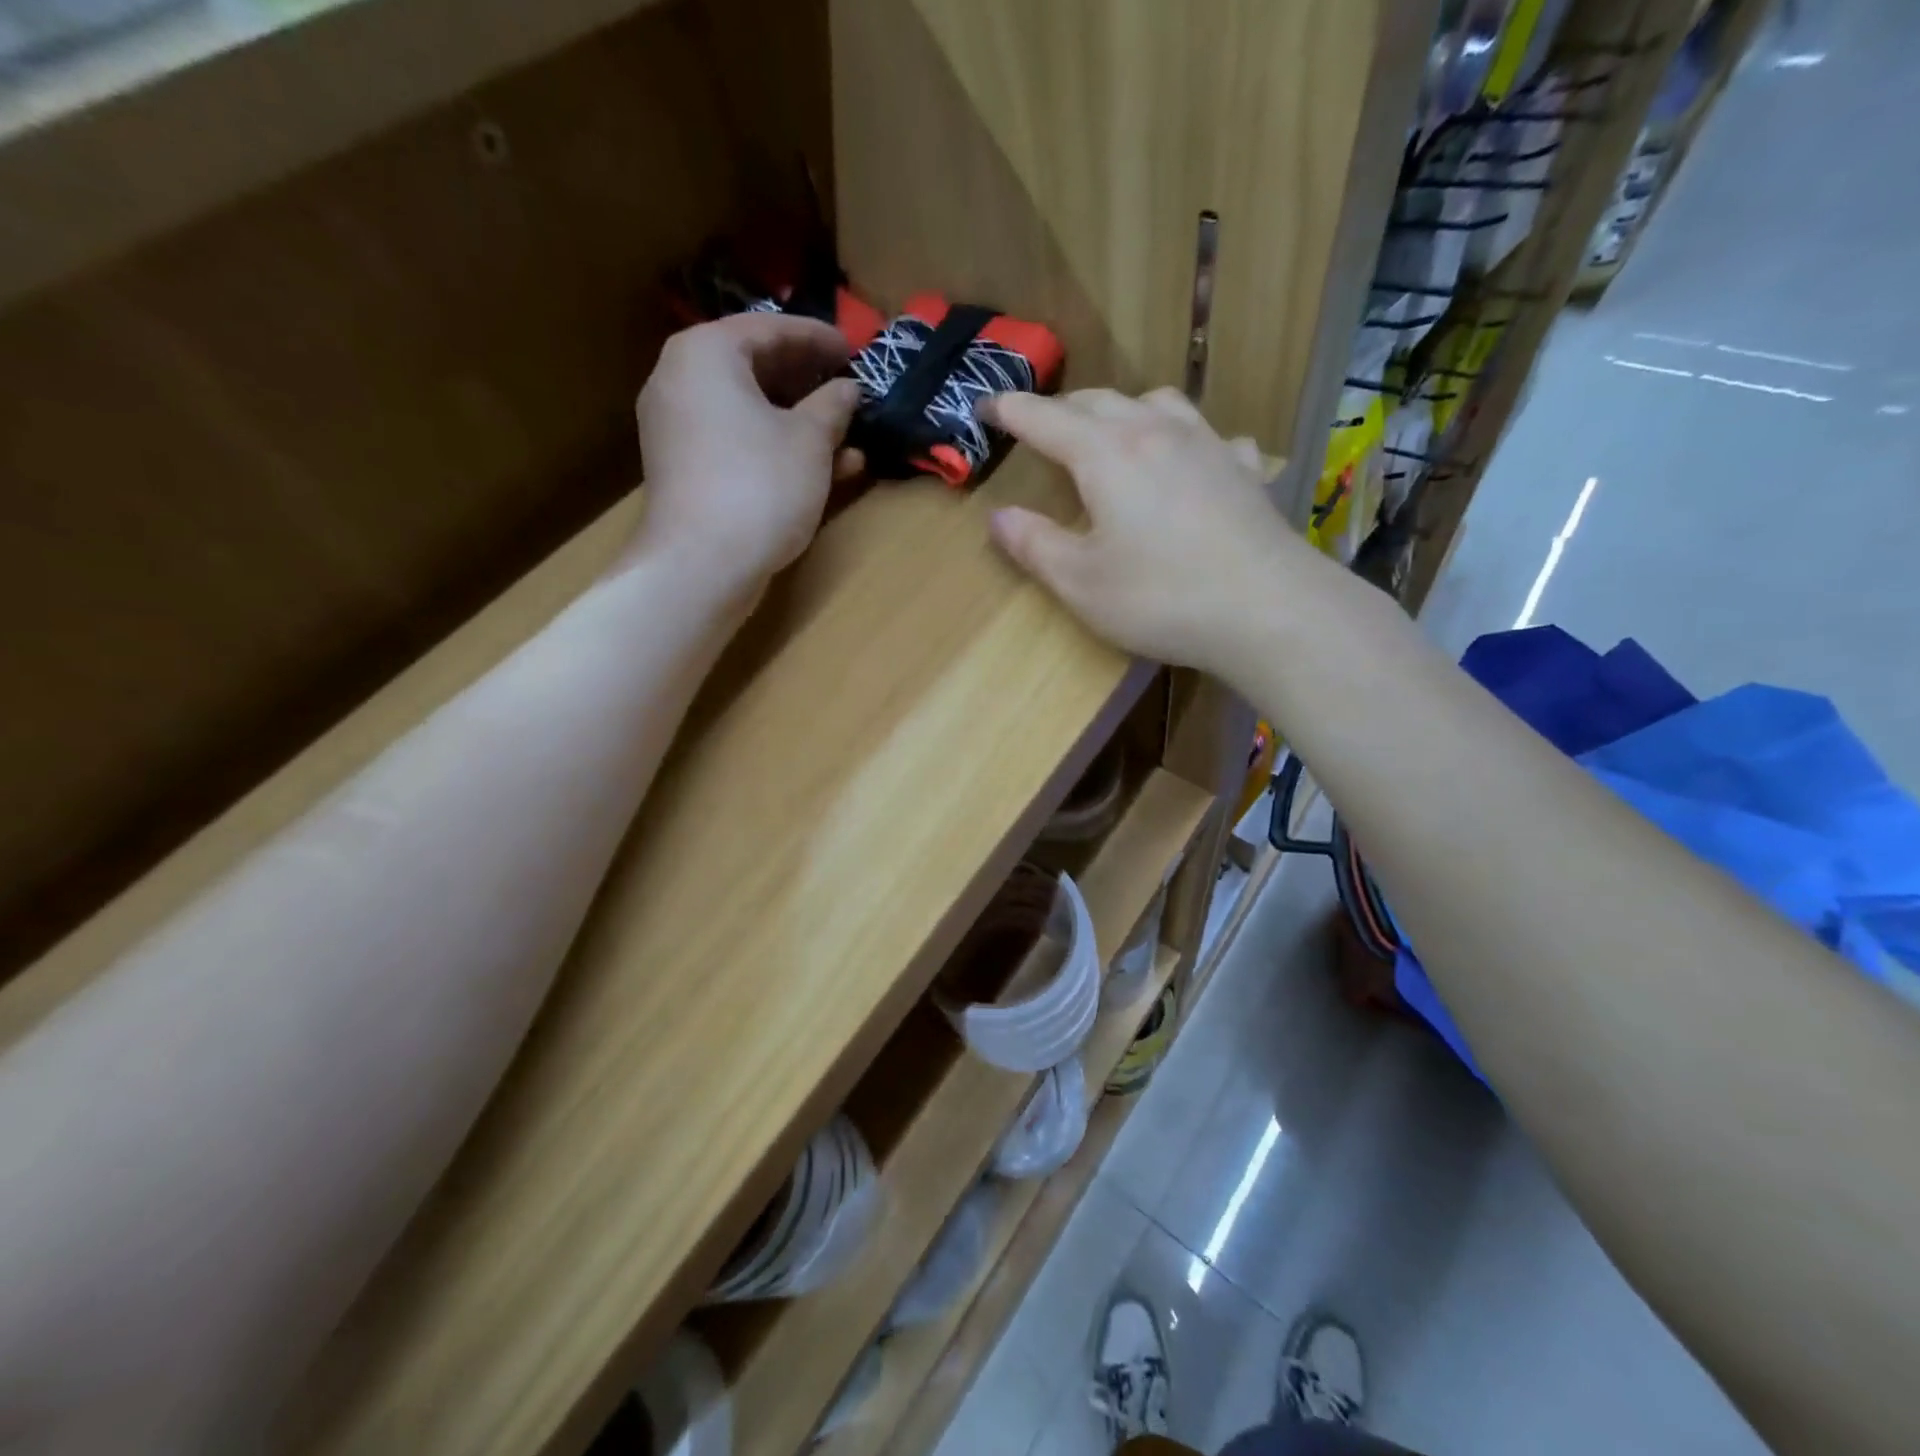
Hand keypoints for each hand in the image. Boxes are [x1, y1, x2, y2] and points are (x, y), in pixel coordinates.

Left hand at [630, 314, 863, 595]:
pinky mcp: (685, 470)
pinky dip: (775, 448)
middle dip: (808, 382)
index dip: (817, 338)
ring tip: (848, 436)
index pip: (769, 328)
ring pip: (749, 411)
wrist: (701, 565)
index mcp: (706, 354)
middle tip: (847, 387)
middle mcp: (681, 380)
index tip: (853, 348)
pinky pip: (737, 442)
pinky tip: (824, 469)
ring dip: (800, 423)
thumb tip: (848, 389)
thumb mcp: (809, 441)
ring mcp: (678, 429)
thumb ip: (832, 406)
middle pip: (754, 368)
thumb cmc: (760, 485)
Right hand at [980, 388, 1319, 674]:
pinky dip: (1186, 441)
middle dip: (1063, 410)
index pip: (1045, 419)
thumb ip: (1034, 545)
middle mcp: (1155, 433)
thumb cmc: (1160, 598)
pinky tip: (1191, 465)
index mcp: (1105, 454)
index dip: (1010, 410)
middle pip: (1099, 401)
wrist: (1267, 609)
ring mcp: (1208, 444)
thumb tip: (999, 517)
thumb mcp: (1080, 582)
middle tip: (1042, 429)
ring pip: (1158, 403)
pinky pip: (1209, 437)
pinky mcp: (1244, 470)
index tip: (985, 406)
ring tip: (1114, 434)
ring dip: (1124, 411)